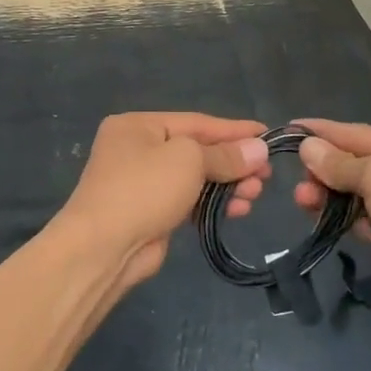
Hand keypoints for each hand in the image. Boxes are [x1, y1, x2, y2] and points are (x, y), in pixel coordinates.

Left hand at [58, 113, 270, 288]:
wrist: (102, 248)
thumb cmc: (144, 189)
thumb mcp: (188, 161)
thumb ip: (225, 155)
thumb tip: (258, 149)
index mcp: (139, 125)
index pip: (196, 122)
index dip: (234, 130)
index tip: (268, 135)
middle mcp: (138, 149)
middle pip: (197, 151)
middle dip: (233, 163)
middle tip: (266, 175)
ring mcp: (142, 183)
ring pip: (195, 178)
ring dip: (227, 185)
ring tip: (255, 195)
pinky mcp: (150, 212)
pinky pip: (189, 201)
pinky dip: (213, 203)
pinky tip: (237, 210)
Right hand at [293, 119, 370, 328]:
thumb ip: (341, 163)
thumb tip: (309, 148)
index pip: (360, 133)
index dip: (323, 131)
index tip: (289, 128)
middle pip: (359, 164)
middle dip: (325, 171)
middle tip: (297, 185)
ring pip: (361, 194)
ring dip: (331, 196)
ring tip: (303, 203)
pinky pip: (369, 220)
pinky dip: (348, 219)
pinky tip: (327, 223)